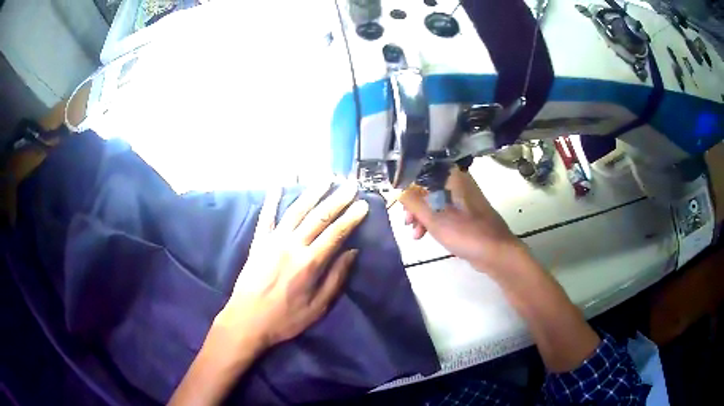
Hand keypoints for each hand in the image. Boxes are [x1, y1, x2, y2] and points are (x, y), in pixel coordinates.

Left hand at [219, 183, 368, 349]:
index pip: (335, 234)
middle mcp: (292, 245)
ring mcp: (273, 241)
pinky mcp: (258, 242)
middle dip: (337, 200)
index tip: (363, 204)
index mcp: (309, 263)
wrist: (247, 320)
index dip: (351, 218)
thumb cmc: (285, 318)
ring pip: (296, 211)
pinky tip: (278, 184)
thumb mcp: (317, 307)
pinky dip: (272, 199)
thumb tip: (352, 253)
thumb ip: (335, 278)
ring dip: (312, 193)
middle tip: (350, 185)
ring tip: (325, 179)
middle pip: (319, 217)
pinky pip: (266, 217)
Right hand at [400, 168, 522, 273]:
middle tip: (407, 222)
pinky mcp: (468, 212)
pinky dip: (435, 221)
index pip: (422, 171)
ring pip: (436, 201)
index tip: (398, 203)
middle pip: (428, 187)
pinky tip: (426, 235)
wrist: (496, 253)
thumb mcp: (433, 218)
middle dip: (414, 206)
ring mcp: (465, 198)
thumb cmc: (465, 233)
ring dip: (423, 216)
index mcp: (453, 177)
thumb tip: (397, 189)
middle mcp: (459, 182)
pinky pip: (446, 211)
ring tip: (416, 235)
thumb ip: (412, 202)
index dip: (407, 185)